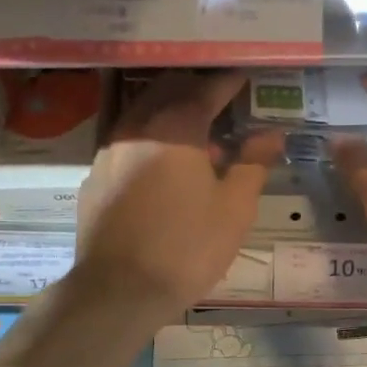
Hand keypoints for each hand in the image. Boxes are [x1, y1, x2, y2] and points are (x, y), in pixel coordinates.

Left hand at [72, 72, 281, 314]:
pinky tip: (161, 167)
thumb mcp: (234, 209)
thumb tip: (272, 134)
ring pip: (142, 114)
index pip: (207, 88)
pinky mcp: (94, 177)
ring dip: (169, 113)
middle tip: (221, 99)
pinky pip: (125, 142)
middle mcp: (137, 126)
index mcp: (176, 127)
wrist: (118, 290)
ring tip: (195, 135)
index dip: (229, 81)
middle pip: (167, 91)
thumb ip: (253, 164)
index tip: (245, 76)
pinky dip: (148, 140)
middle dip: (196, 88)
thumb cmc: (187, 247)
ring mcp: (109, 151)